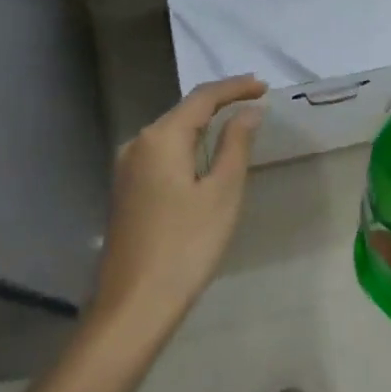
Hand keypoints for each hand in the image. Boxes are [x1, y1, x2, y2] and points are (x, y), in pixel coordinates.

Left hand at [90, 76, 266, 345]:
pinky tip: (206, 155)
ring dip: (204, 124)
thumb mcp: (222, 192)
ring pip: (172, 132)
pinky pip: (162, 153)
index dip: (235, 88)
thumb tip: (249, 112)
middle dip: (219, 102)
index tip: (264, 86)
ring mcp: (126, 168)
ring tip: (236, 122)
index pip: (202, 97)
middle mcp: (137, 143)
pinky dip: (189, 145)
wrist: (134, 305)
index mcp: (160, 138)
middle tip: (255, 100)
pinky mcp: (126, 189)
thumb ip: (236, 144)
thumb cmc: (186, 246)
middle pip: (184, 111)